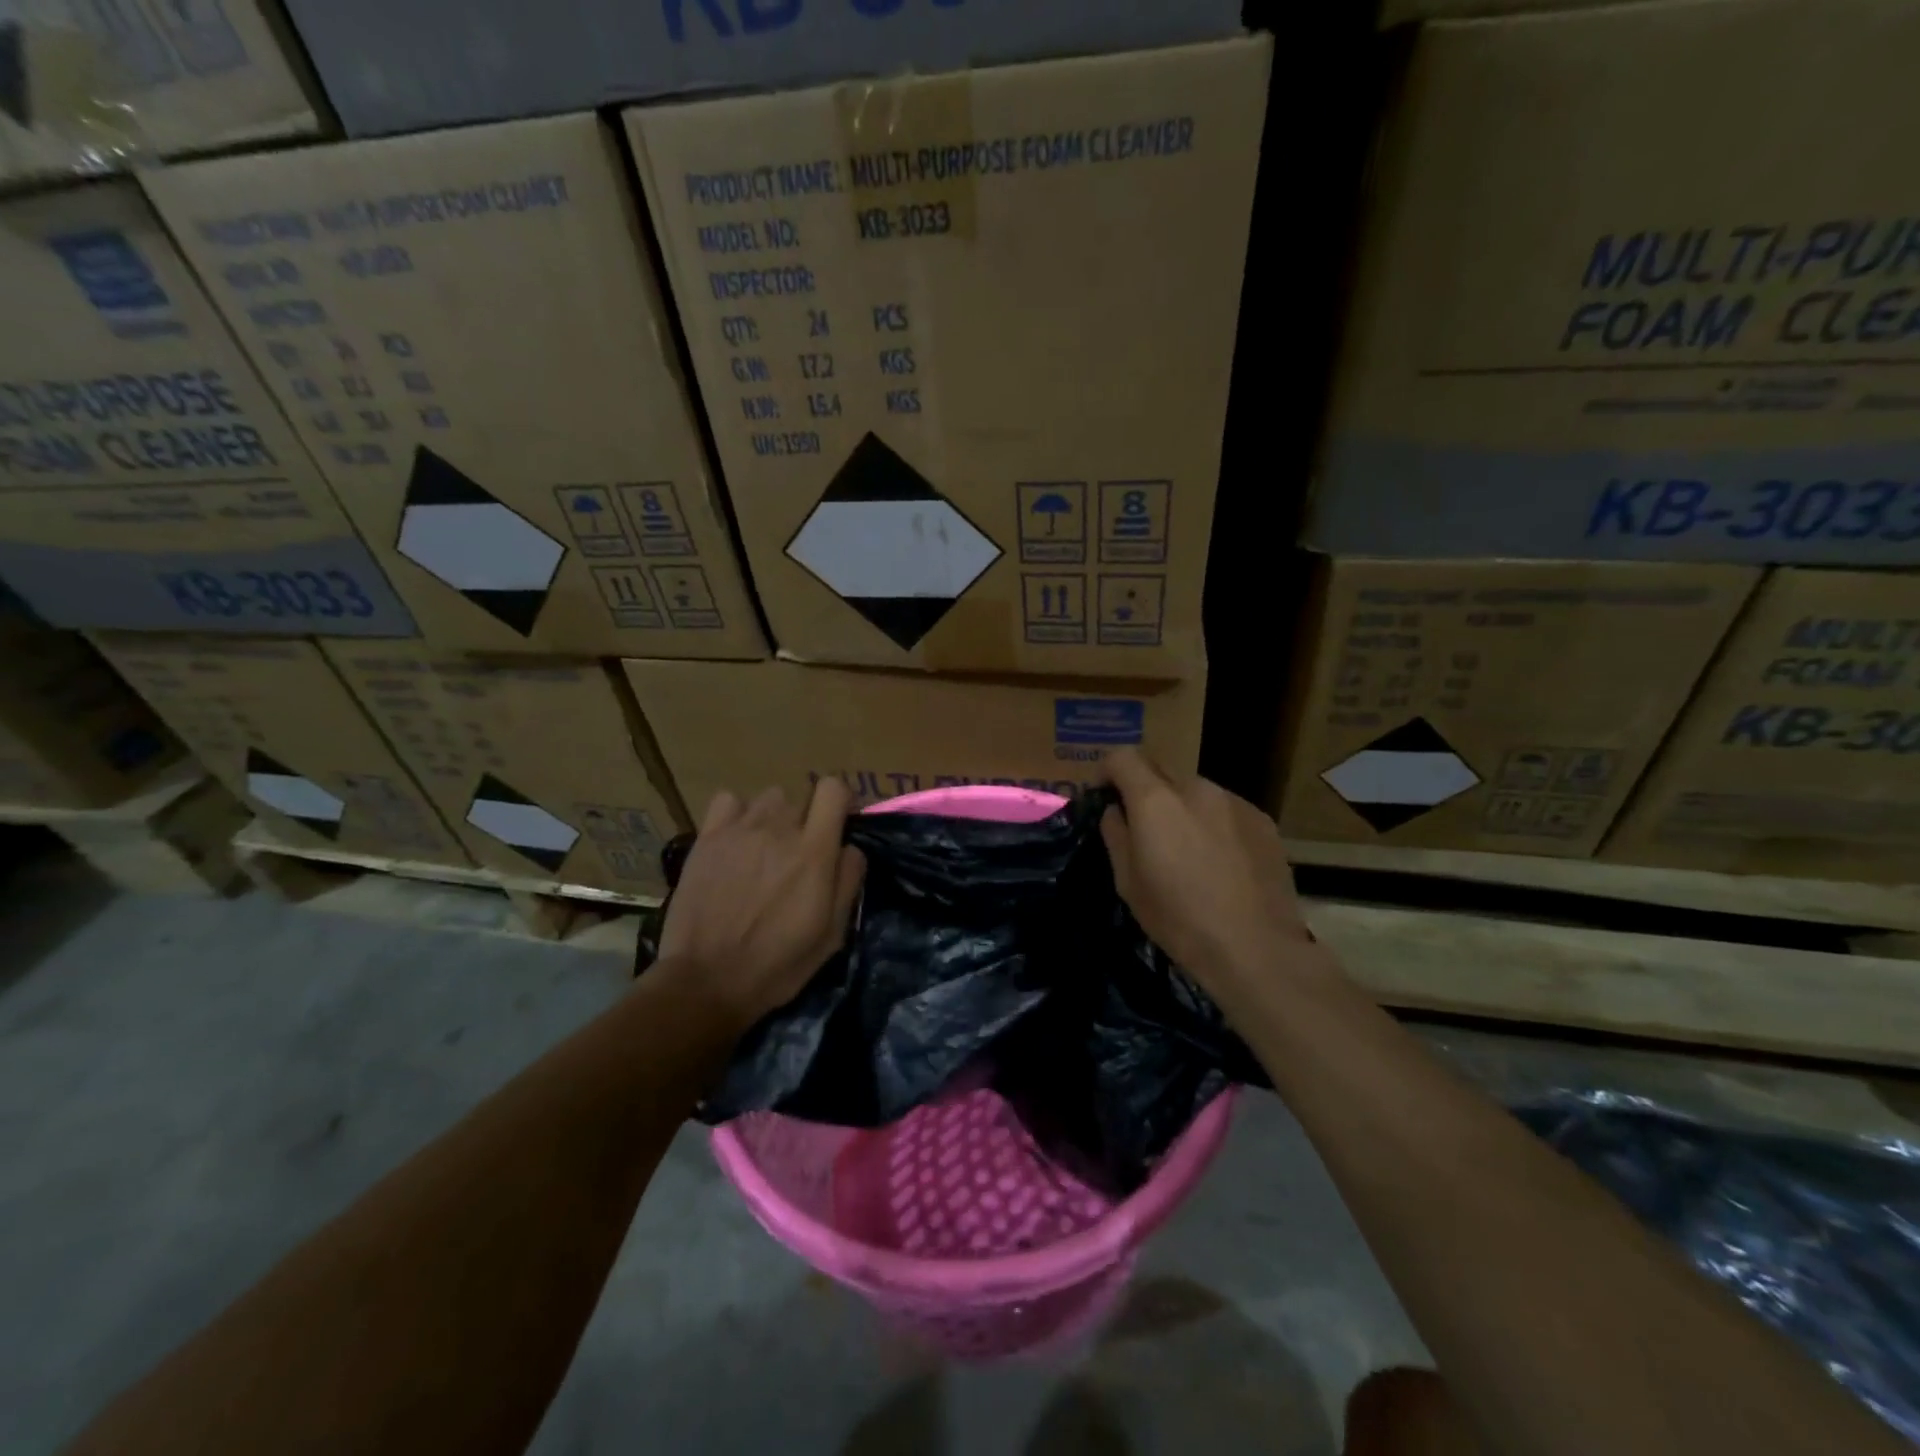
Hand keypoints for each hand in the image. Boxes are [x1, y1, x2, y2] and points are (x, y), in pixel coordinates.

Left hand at [656, 780, 865, 1029]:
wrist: (705, 981)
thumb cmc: (776, 965)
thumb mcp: (831, 935)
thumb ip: (848, 882)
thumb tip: (851, 847)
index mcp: (814, 852)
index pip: (833, 789)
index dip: (840, 802)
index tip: (838, 825)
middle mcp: (779, 829)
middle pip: (801, 797)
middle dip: (807, 820)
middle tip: (798, 855)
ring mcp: (739, 830)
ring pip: (768, 799)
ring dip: (774, 818)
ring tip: (765, 849)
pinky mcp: (708, 837)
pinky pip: (729, 801)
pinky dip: (737, 814)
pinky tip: (736, 840)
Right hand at [1099, 749, 1334, 1014]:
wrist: (1255, 947)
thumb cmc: (1179, 919)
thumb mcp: (1128, 882)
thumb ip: (1116, 835)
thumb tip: (1116, 811)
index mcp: (1155, 800)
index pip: (1122, 757)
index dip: (1107, 771)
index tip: (1104, 795)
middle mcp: (1196, 788)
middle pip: (1160, 768)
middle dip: (1144, 788)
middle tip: (1143, 825)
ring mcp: (1234, 801)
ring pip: (1195, 789)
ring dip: (1181, 805)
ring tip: (1186, 846)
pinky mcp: (1262, 820)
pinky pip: (1225, 808)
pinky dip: (1213, 822)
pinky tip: (1220, 860)